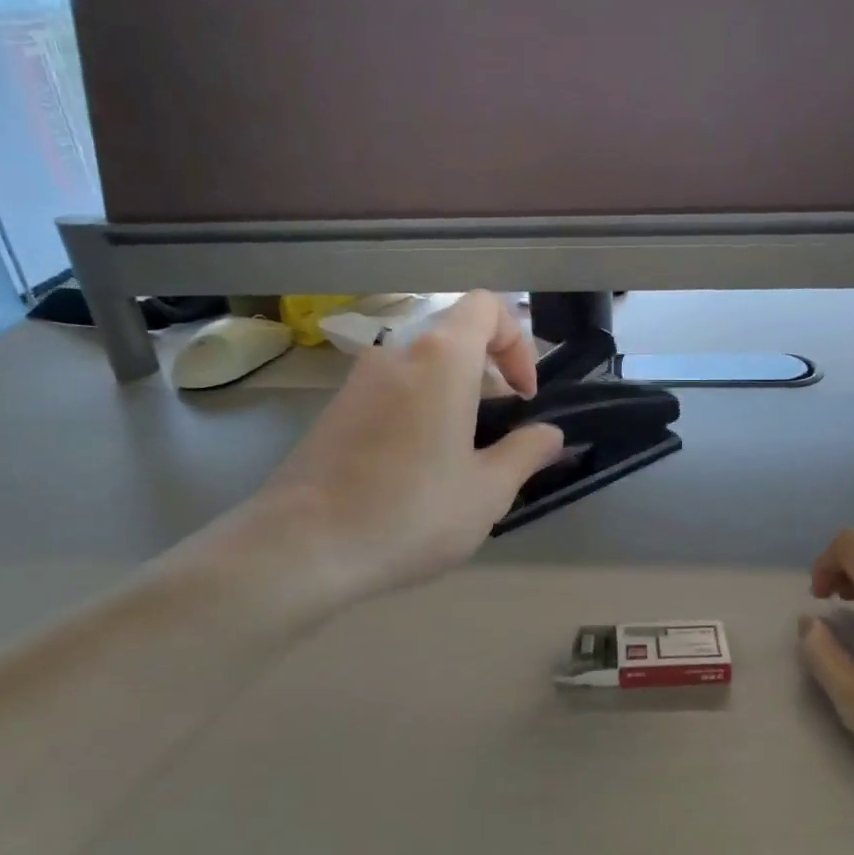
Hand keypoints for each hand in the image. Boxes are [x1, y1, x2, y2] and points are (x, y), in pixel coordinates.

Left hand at [199, 292, 563, 605]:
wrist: (304, 546)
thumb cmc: (412, 512)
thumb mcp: (488, 491)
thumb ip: (526, 452)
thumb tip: (550, 434)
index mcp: (441, 359)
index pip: (487, 308)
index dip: (518, 342)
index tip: (524, 396)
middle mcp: (396, 354)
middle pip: (454, 339)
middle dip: (487, 377)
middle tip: (499, 433)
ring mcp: (357, 381)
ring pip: (421, 370)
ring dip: (452, 398)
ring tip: (460, 460)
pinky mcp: (333, 411)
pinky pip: (391, 395)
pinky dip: (418, 414)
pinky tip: (416, 472)